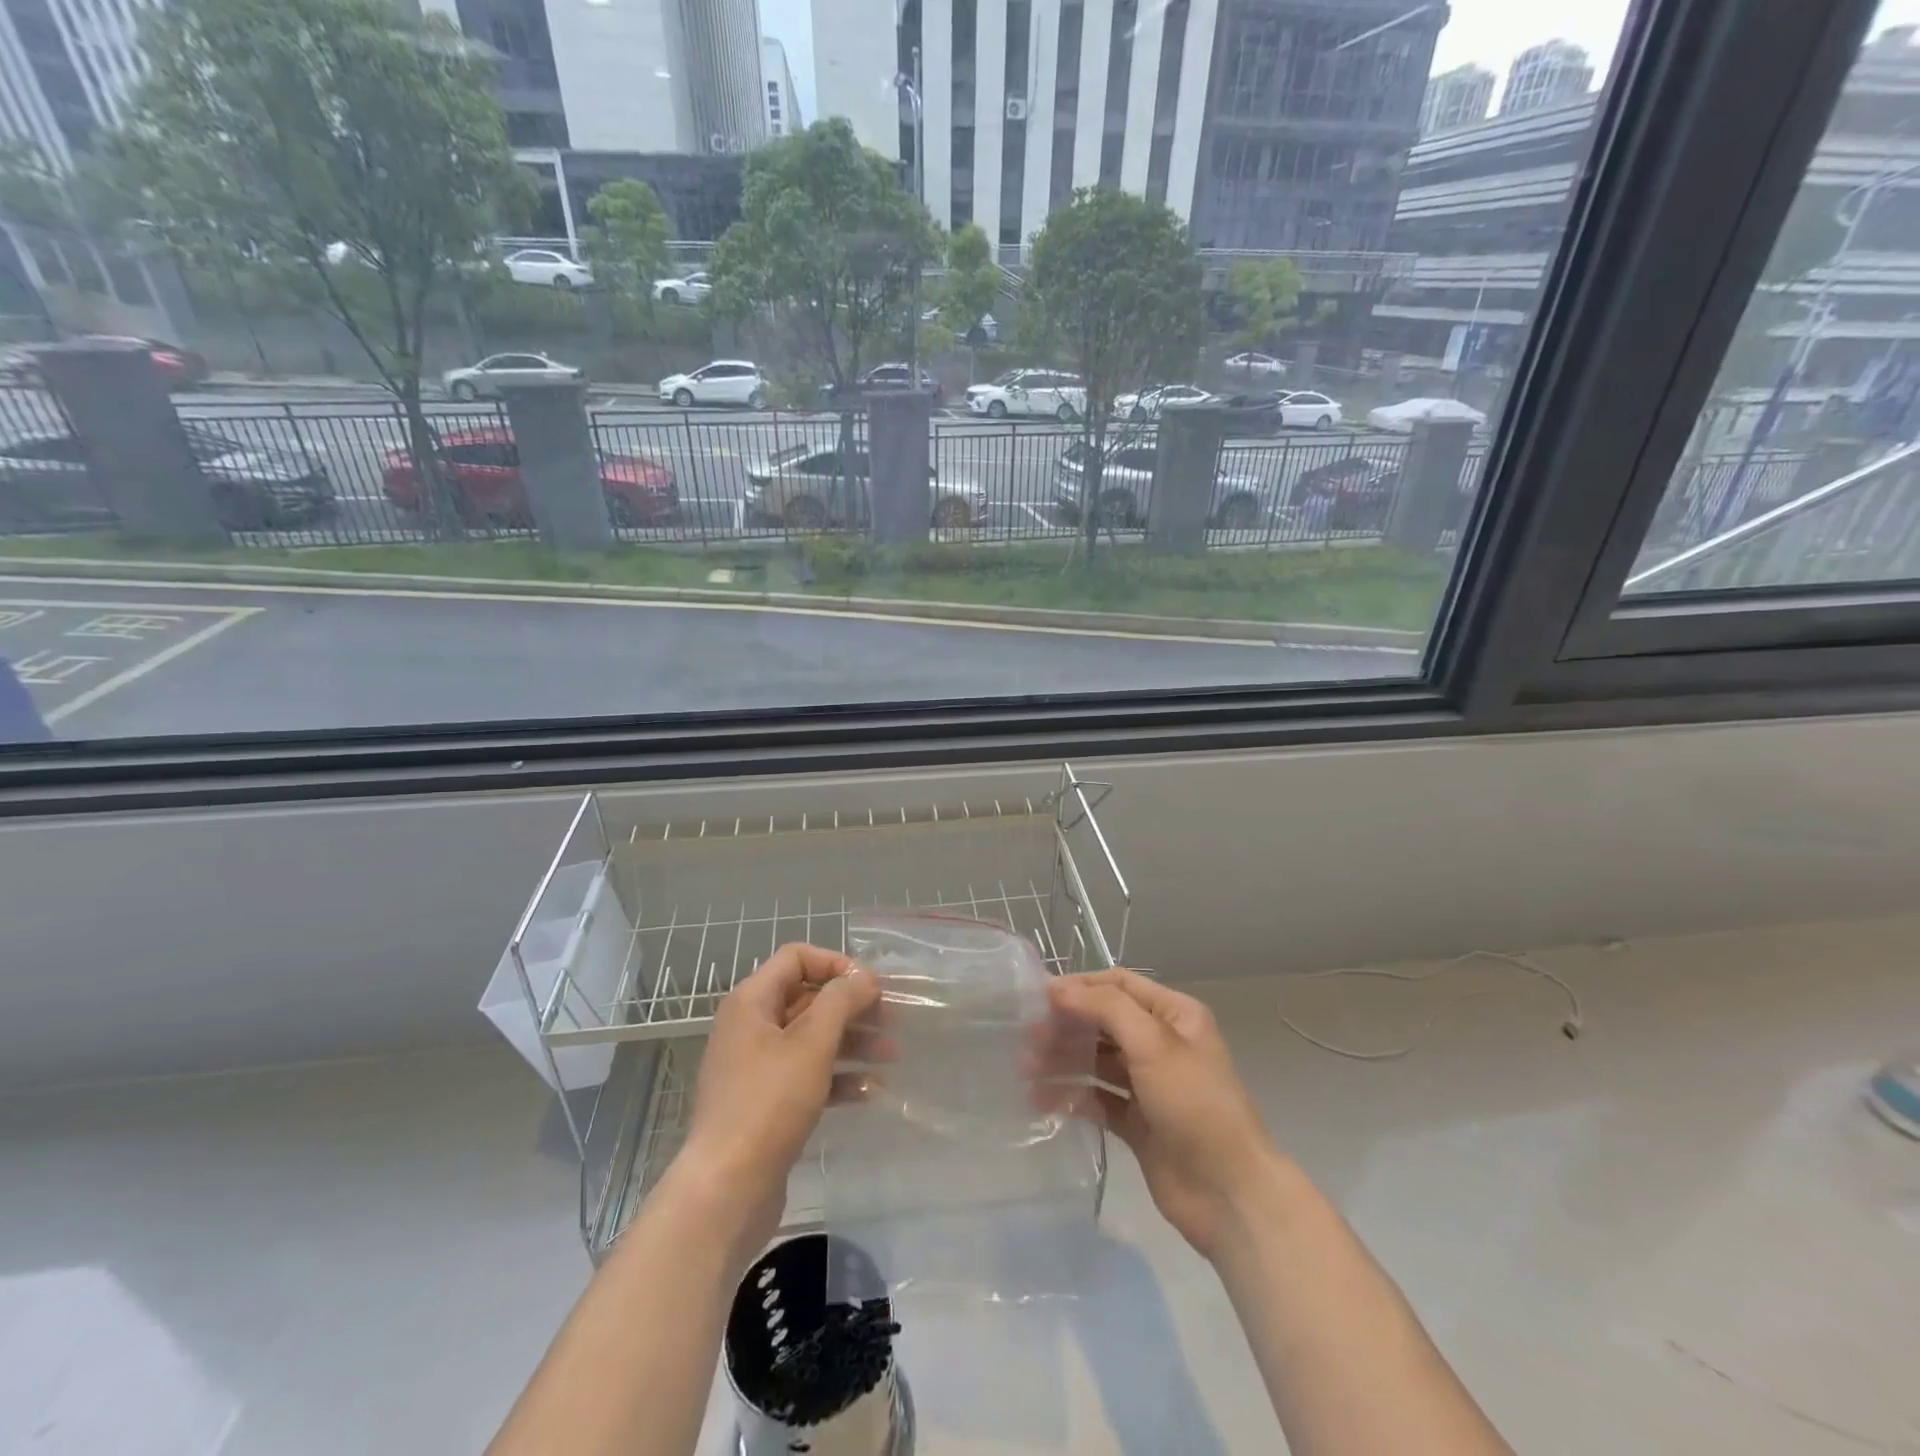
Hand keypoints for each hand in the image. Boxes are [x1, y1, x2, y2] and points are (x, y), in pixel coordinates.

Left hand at [675, 943, 879, 1247]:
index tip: (872, 985)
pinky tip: (871, 1091)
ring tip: (893, 1055)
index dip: (836, 964)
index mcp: (752, 1002)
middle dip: (853, 1006)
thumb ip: (841, 1000)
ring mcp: (757, 1068)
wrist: (726, 1191)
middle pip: (808, 999)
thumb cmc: (769, 1103)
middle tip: (894, 1019)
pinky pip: (808, 1076)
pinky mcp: (766, 1104)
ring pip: (812, 1039)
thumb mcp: (811, 1043)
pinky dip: (839, 1077)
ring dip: (853, 1041)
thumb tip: (864, 976)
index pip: (797, 958)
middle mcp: (751, 1027)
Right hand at [1047, 968, 1280, 1259]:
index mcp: (1174, 1016)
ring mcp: (1148, 1085)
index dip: (1080, 987)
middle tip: (1027, 1039)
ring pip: (1097, 1061)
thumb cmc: (1195, 1104)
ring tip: (1026, 1071)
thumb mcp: (1153, 1043)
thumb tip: (1058, 989)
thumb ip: (1105, 1008)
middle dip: (1066, 1026)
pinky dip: (1072, 1096)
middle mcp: (1161, 1044)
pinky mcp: (1137, 1122)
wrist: (1229, 1194)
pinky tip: (1044, 1101)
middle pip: (1103, 1023)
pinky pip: (1098, 1099)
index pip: (1118, 986)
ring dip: (1063, 1061)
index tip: (1039, 998)